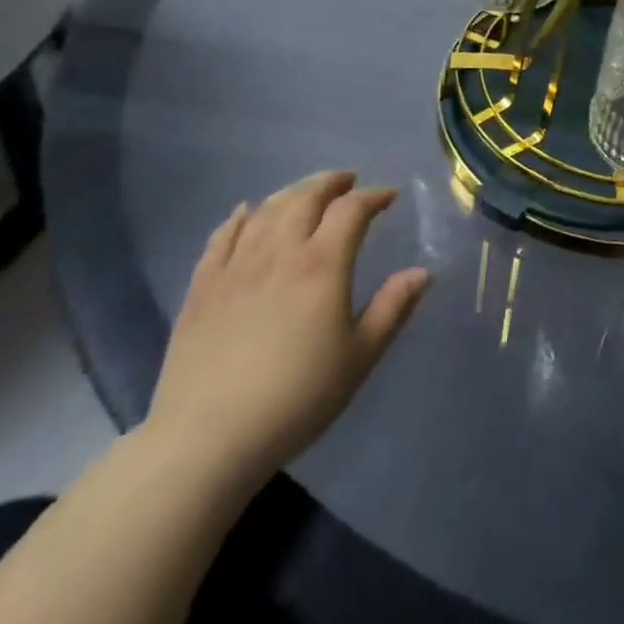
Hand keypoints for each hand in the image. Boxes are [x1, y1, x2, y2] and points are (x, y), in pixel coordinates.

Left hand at [144, 171, 428, 487]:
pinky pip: (221, 237)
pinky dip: (239, 217)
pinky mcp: (202, 289)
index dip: (374, 196)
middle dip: (331, 183)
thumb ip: (393, 308)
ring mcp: (236, 267)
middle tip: (347, 181)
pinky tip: (246, 212)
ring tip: (306, 193)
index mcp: (322, 264)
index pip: (352, 210)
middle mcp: (280, 252)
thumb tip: (422, 272)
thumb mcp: (359, 358)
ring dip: (291, 193)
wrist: (205, 442)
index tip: (390, 196)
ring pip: (266, 210)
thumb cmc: (295, 399)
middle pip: (306, 197)